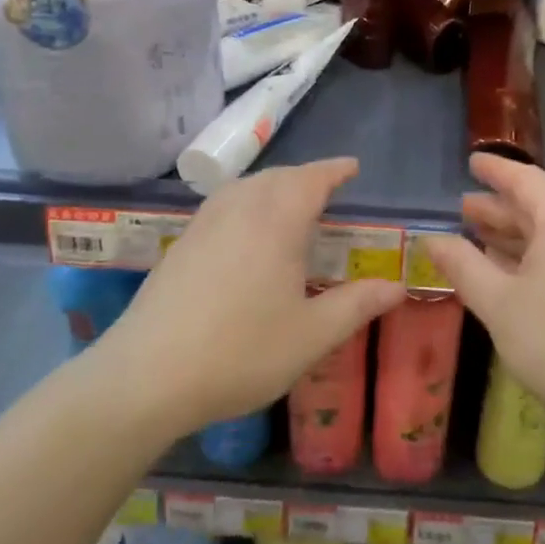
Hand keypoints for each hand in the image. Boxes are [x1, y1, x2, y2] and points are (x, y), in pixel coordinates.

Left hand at [100, 158, 403, 436]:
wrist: (147, 376)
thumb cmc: (240, 352)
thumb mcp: (311, 336)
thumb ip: (356, 305)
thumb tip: (397, 286)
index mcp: (276, 222)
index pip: (311, 180)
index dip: (334, 170)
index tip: (353, 167)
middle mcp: (238, 210)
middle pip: (276, 177)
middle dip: (305, 176)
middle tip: (327, 189)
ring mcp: (203, 225)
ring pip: (245, 187)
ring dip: (272, 185)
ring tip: (288, 203)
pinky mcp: (180, 245)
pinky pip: (222, 204)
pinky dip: (245, 201)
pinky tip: (244, 231)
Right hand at [422, 155, 544, 441]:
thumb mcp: (498, 303)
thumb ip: (462, 265)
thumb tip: (431, 238)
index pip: (526, 180)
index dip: (495, 171)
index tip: (471, 162)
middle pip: (541, 205)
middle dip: (500, 207)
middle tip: (464, 208)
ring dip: (516, 233)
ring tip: (480, 237)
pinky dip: (536, 254)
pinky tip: (513, 271)